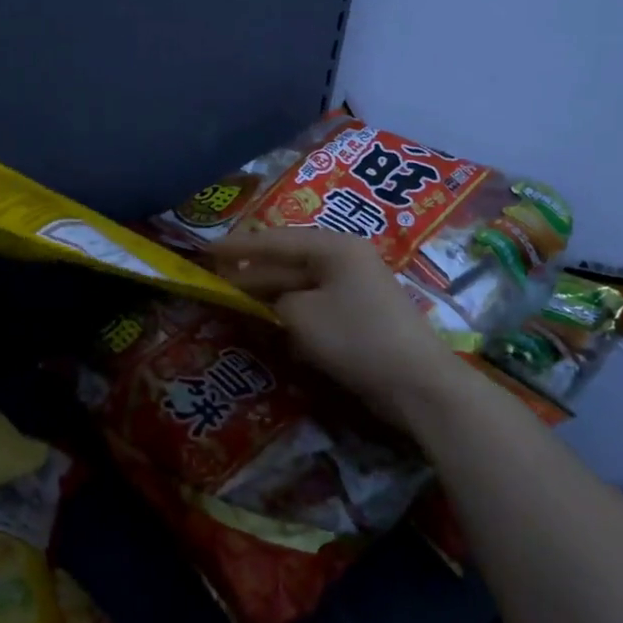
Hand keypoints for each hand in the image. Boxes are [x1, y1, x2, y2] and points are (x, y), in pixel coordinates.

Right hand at [210, 226, 455, 430]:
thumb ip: (274, 300)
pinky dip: (290, 311)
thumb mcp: (300, 314)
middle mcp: (345, 259)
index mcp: (333, 247)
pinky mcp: (359, 315)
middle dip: (251, 271)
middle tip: (214, 279)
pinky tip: (269, 322)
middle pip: (287, 260)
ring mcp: (355, 287)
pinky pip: (315, 304)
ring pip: (300, 284)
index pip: (275, 239)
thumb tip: (271, 301)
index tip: (207, 249)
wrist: (416, 382)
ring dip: (269, 293)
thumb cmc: (355, 336)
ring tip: (234, 299)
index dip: (238, 246)